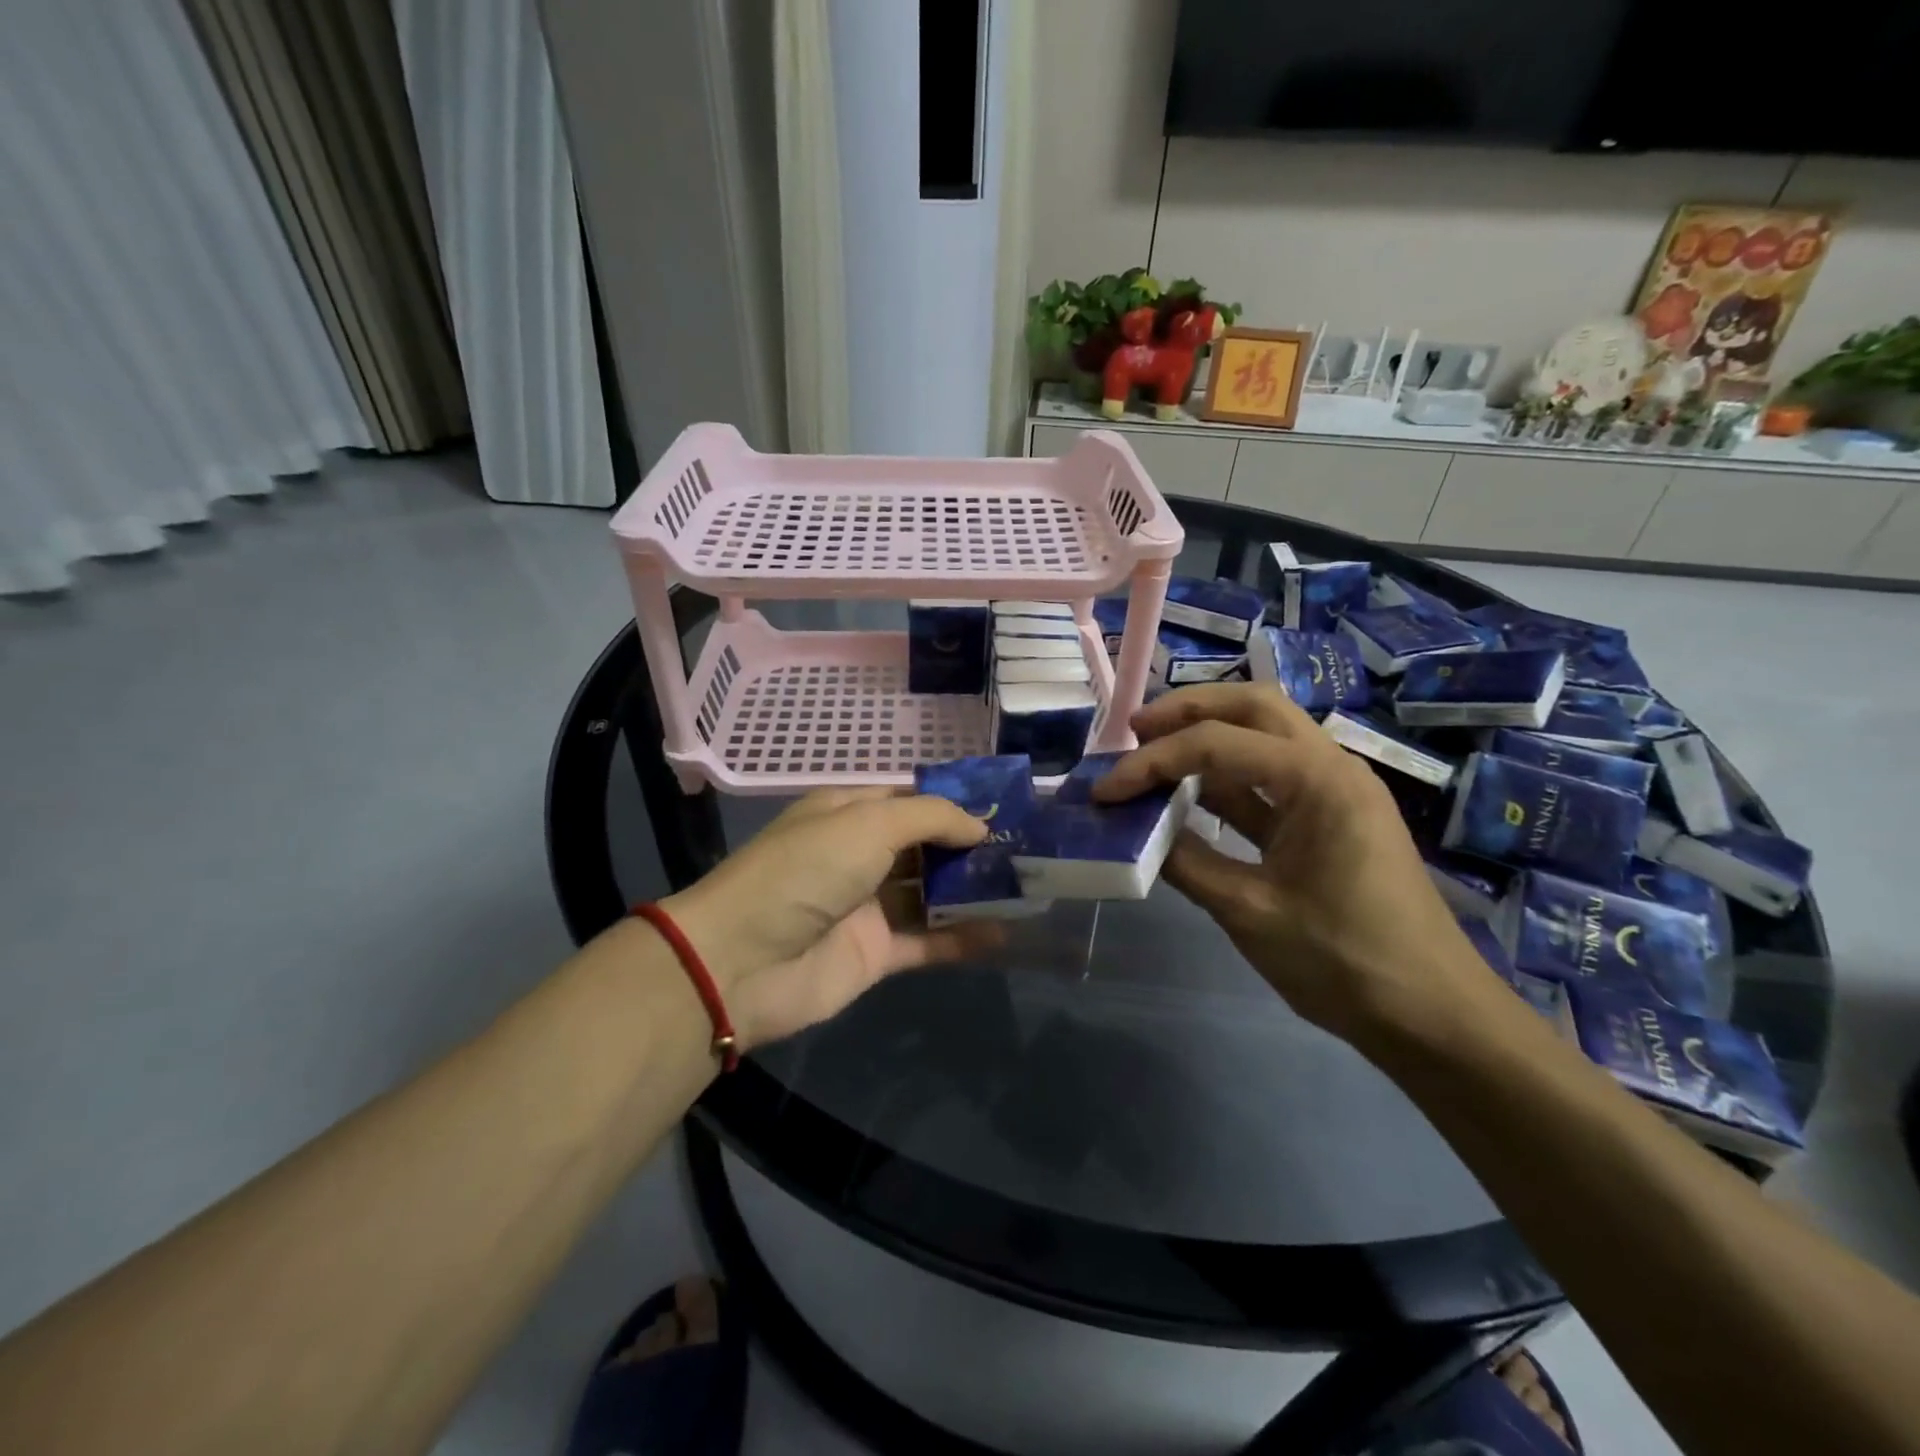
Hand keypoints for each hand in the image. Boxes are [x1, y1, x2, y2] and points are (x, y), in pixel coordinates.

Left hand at [662, 789, 1000, 1049]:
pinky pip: (929, 941)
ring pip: (931, 893)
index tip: (1004, 806)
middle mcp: (859, 855)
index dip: (954, 800)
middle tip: (1027, 846)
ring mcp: (868, 905)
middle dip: (971, 845)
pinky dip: (964, 938)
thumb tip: (979, 825)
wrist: (741, 962)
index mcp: (848, 813)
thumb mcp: (866, 824)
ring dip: (974, 890)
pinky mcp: (876, 953)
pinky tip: (1006, 932)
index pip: (910, 798)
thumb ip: (929, 818)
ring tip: (1028, 884)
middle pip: (925, 846)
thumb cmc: (804, 871)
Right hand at [1093, 683, 1497, 1047]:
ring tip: (1152, 753)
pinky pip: (1269, 778)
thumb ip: (1186, 862)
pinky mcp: (1329, 818)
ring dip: (1208, 736)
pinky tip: (1187, 795)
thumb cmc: (1344, 961)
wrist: (1431, 1015)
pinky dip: (1225, 778)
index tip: (1106, 791)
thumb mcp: (1250, 912)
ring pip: (1264, 736)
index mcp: (1318, 780)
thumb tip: (1136, 832)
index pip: (1219, 744)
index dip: (1153, 762)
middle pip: (1253, 707)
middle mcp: (1330, 767)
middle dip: (1188, 711)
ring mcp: (1333, 791)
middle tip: (1134, 732)